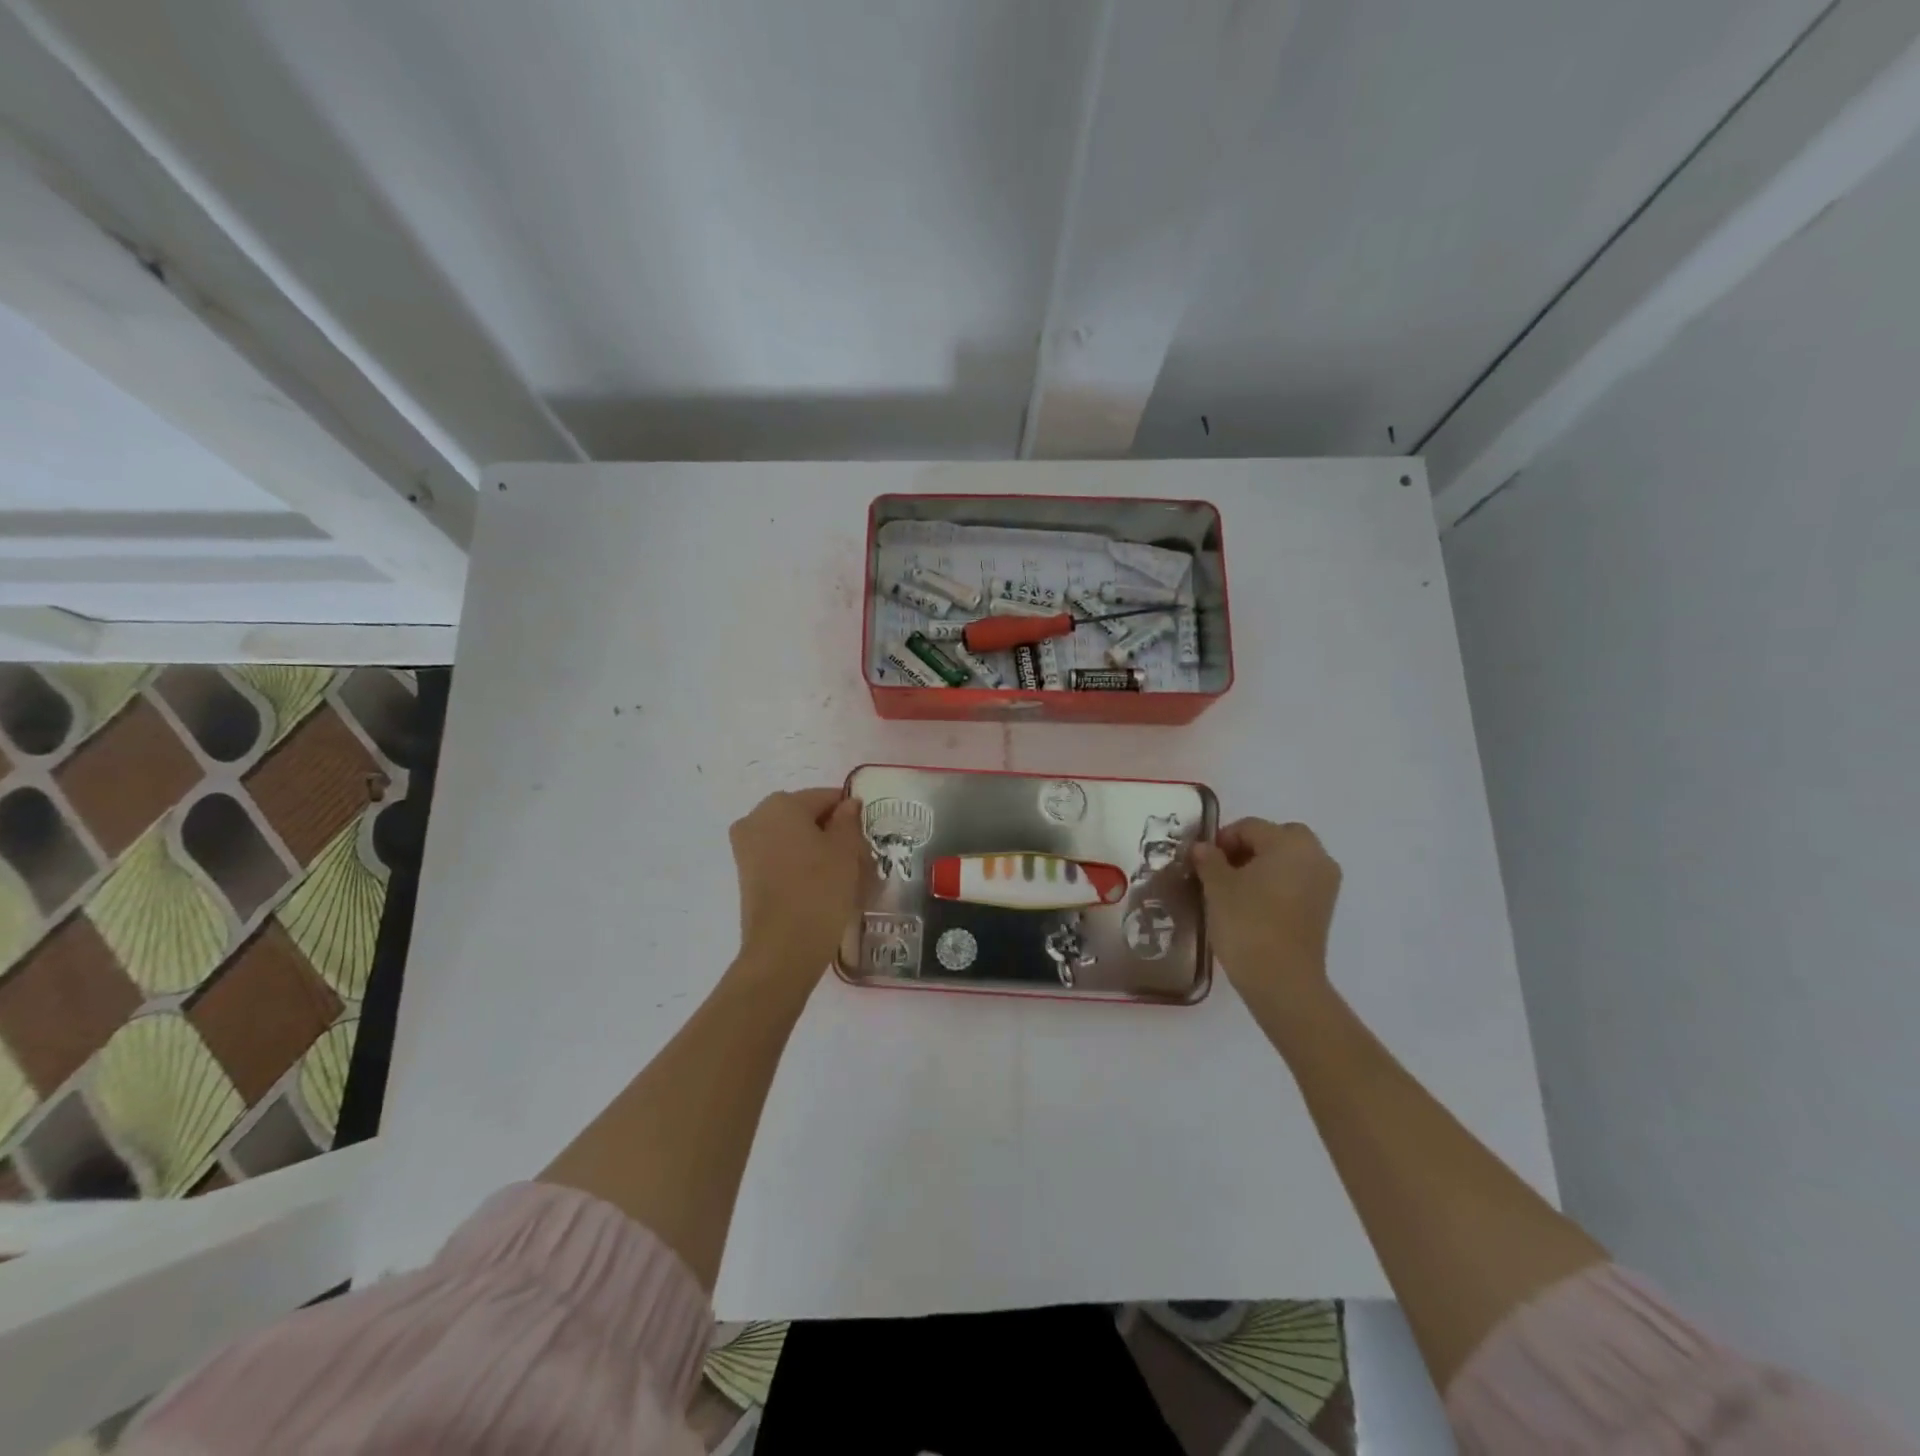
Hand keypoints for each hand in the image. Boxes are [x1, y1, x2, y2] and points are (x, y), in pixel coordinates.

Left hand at [728, 788, 865, 978]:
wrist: (783, 949)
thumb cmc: (820, 890)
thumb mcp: (846, 850)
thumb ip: (848, 821)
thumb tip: (848, 805)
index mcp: (781, 804)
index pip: (825, 797)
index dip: (849, 813)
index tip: (866, 836)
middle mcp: (756, 818)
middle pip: (804, 815)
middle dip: (830, 831)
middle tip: (856, 857)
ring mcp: (745, 847)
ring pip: (791, 837)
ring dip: (815, 848)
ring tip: (839, 875)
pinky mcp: (745, 874)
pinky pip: (779, 856)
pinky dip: (798, 864)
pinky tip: (818, 886)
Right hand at [1191, 818, 1341, 1008]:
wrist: (1281, 980)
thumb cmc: (1247, 923)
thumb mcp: (1217, 887)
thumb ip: (1209, 860)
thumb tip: (1203, 848)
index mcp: (1290, 842)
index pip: (1250, 827)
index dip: (1222, 840)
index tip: (1203, 861)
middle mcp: (1315, 856)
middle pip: (1277, 837)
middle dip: (1249, 848)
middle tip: (1222, 869)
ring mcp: (1325, 883)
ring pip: (1289, 860)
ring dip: (1264, 866)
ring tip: (1235, 889)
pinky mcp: (1324, 908)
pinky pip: (1297, 881)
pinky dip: (1277, 884)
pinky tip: (1253, 904)